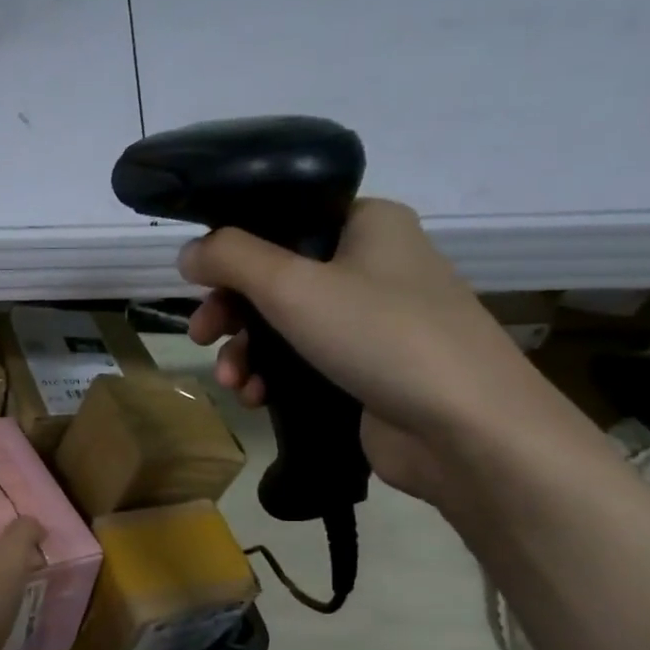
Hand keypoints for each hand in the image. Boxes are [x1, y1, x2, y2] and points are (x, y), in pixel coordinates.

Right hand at [179, 199, 586, 504]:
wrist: (463, 427)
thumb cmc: (380, 336)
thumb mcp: (292, 286)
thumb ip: (231, 260)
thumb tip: (187, 252)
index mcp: (366, 225)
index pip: (284, 222)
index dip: (234, 252)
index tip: (199, 285)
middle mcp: (372, 265)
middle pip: (277, 279)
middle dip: (232, 314)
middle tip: (200, 338)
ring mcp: (372, 322)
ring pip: (285, 327)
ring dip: (247, 354)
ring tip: (232, 382)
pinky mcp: (367, 371)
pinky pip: (304, 364)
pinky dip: (274, 379)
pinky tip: (257, 400)